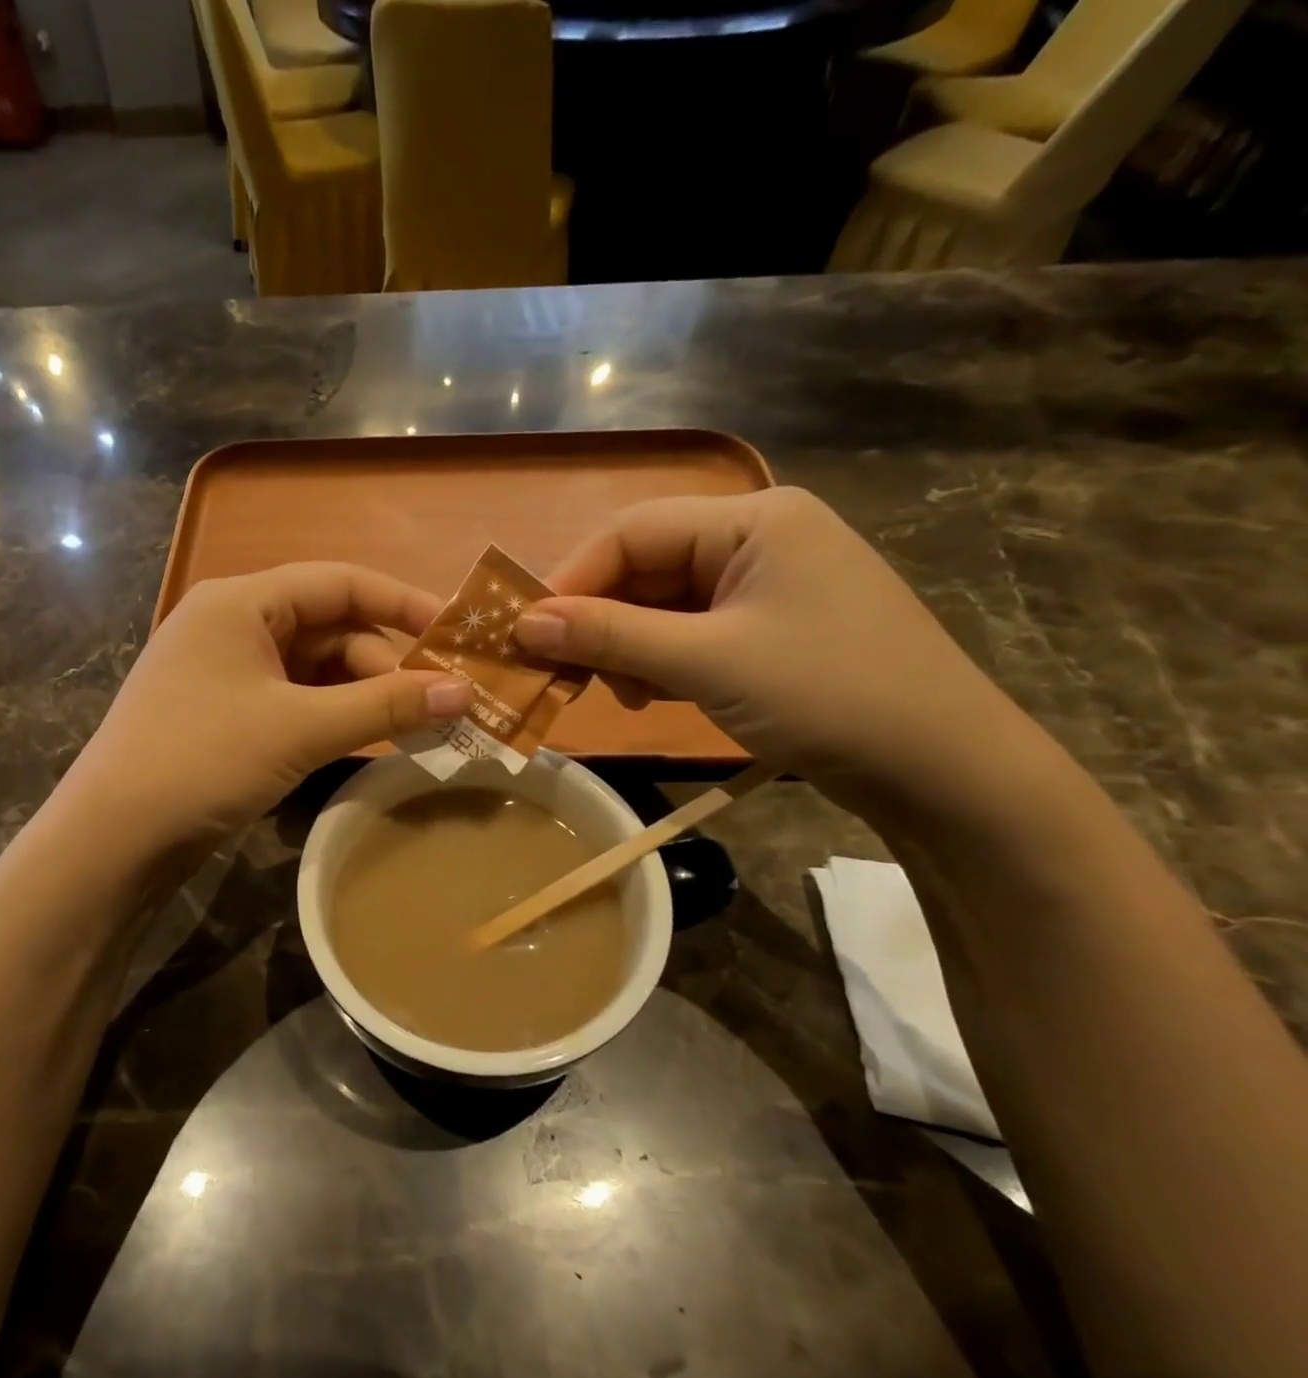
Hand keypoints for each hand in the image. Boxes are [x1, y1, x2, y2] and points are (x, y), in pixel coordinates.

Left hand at [62, 563, 469, 849]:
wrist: (114, 839)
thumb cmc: (204, 760)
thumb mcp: (300, 728)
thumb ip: (385, 706)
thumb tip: (464, 693)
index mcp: (242, 602)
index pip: (339, 582)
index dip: (403, 603)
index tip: (457, 634)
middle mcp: (233, 625)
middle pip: (331, 630)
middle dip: (386, 667)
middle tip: (440, 708)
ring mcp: (227, 672)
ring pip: (316, 670)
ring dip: (364, 697)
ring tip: (417, 730)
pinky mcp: (227, 715)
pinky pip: (296, 701)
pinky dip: (334, 717)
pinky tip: (369, 741)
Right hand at [513, 488, 1032, 805]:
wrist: (942, 769)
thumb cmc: (828, 694)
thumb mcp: (707, 662)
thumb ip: (611, 635)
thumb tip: (523, 622)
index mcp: (753, 520)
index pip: (633, 531)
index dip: (572, 578)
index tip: (526, 631)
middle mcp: (756, 540)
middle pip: (645, 567)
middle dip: (598, 619)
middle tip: (558, 670)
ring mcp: (764, 586)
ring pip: (661, 605)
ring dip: (624, 646)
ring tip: (612, 692)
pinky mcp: (766, 630)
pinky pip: (688, 633)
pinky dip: (657, 662)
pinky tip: (648, 696)